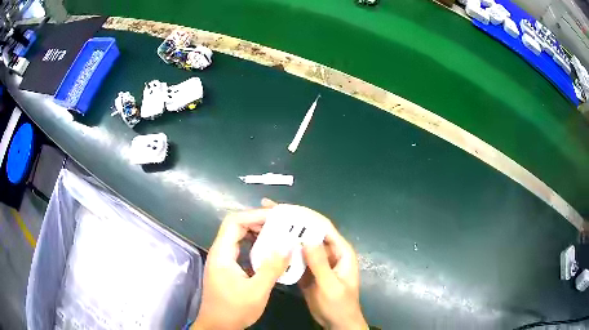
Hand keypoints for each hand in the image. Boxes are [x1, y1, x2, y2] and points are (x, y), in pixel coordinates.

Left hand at [192, 200, 292, 329]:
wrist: (217, 326)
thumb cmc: (234, 310)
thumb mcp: (257, 291)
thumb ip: (272, 268)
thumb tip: (288, 245)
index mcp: (222, 254)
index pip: (234, 222)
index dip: (254, 215)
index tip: (276, 217)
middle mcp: (219, 252)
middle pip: (235, 226)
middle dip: (258, 222)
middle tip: (281, 224)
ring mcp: (221, 260)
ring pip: (237, 237)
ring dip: (256, 233)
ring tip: (278, 234)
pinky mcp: (226, 268)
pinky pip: (240, 248)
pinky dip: (254, 245)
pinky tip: (268, 251)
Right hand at [263, 200, 367, 329]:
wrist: (337, 323)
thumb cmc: (339, 305)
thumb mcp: (330, 286)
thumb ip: (320, 263)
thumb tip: (307, 238)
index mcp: (341, 251)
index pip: (323, 226)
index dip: (304, 214)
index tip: (283, 208)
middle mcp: (329, 251)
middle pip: (310, 230)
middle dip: (291, 219)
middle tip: (268, 209)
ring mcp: (318, 261)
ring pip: (301, 242)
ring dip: (286, 232)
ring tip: (264, 223)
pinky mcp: (309, 270)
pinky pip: (297, 256)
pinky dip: (285, 249)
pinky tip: (269, 245)